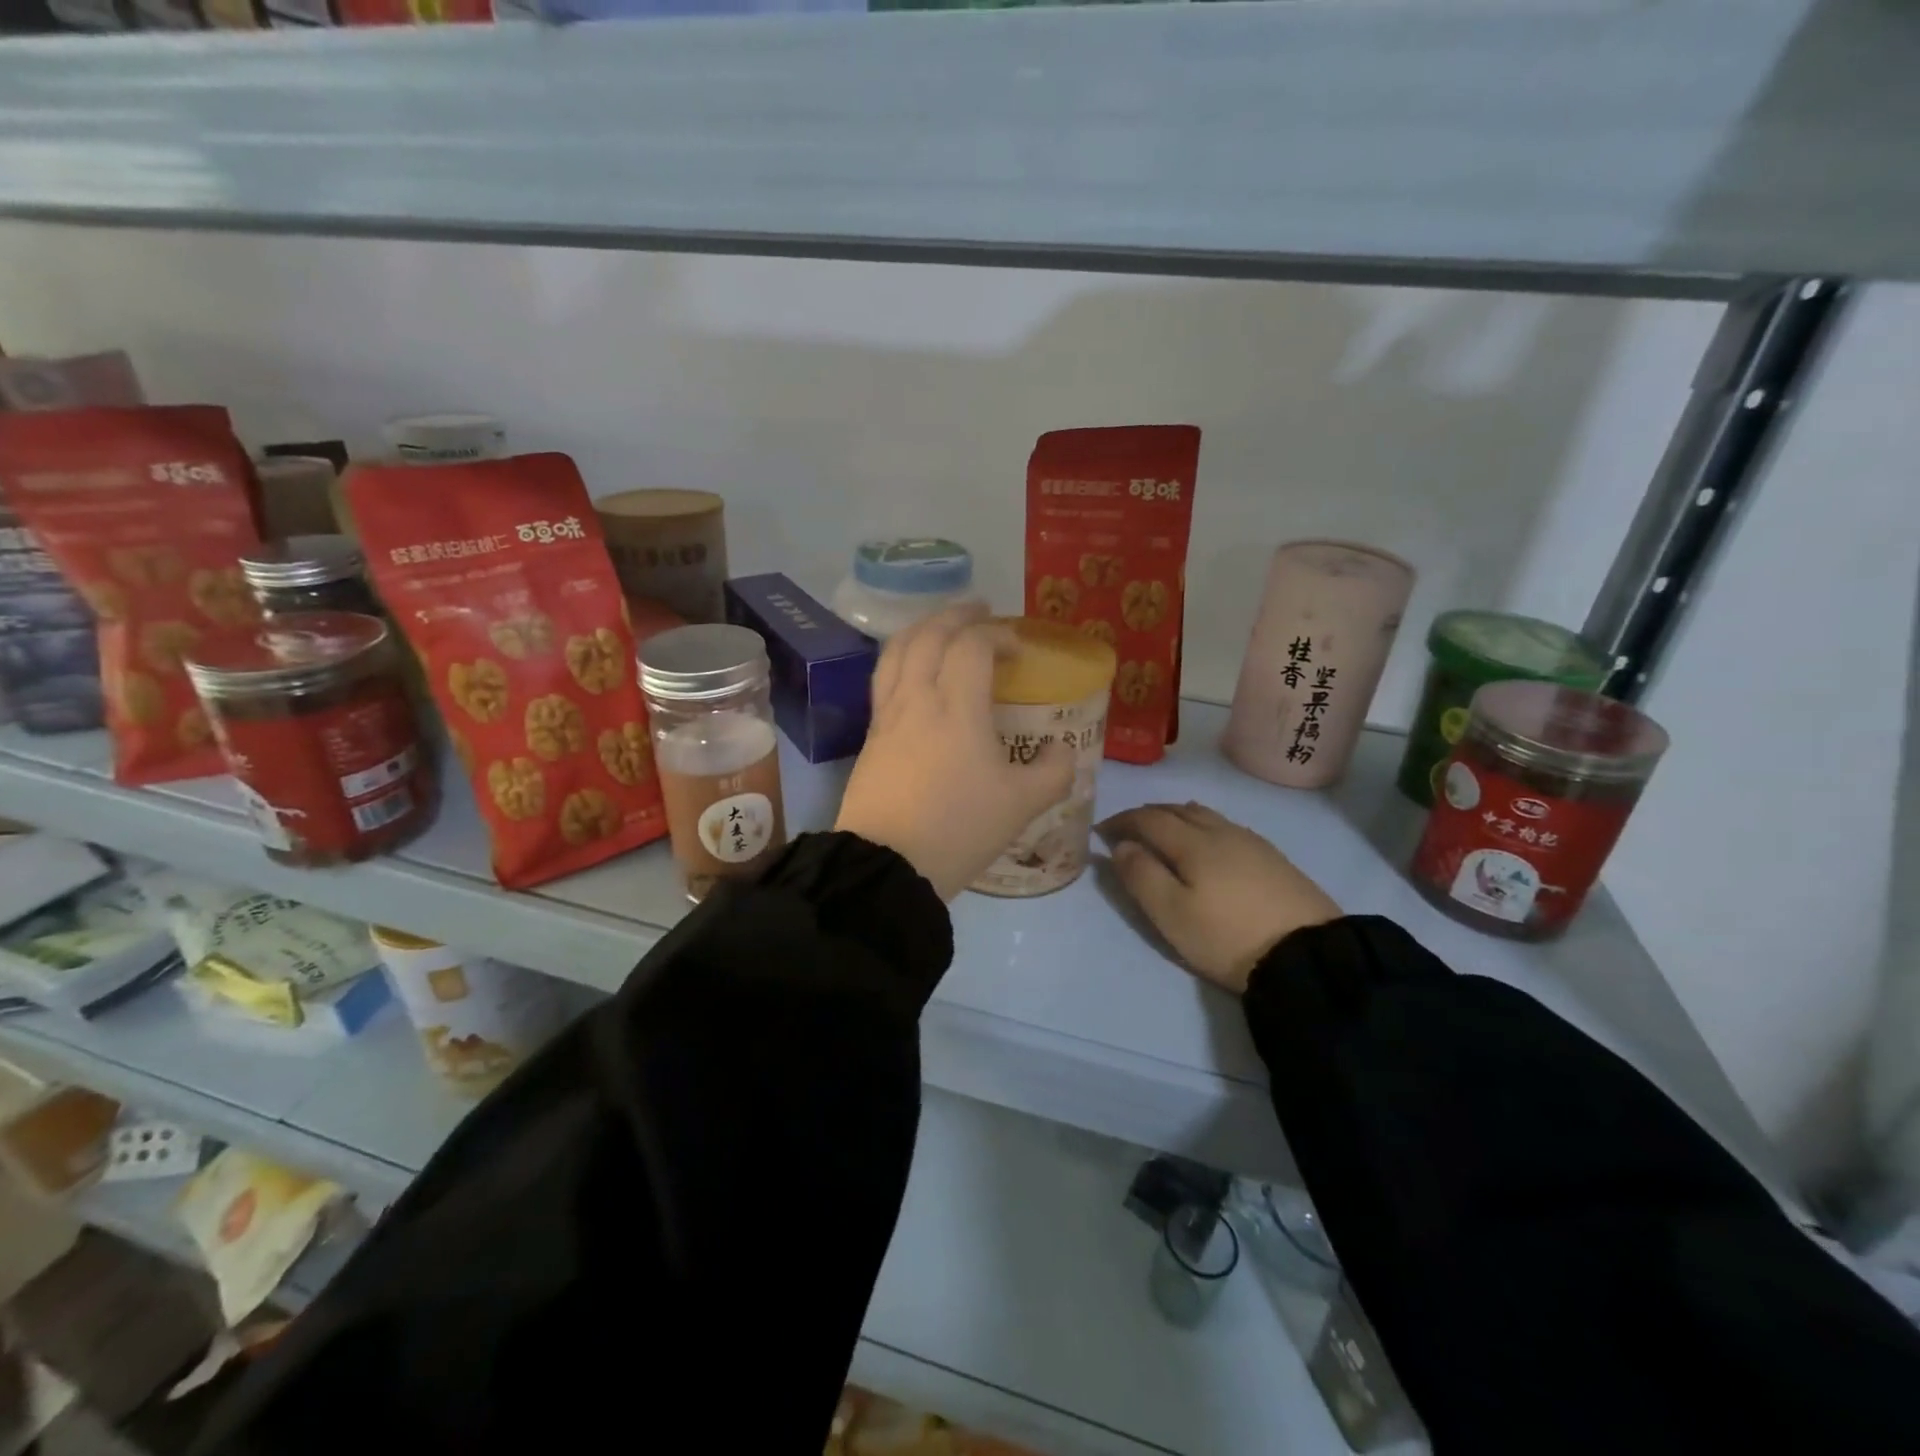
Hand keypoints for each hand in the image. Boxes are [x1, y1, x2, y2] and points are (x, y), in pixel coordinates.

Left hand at [836, 604, 1073, 901]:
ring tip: (941, 628)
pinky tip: (914, 673)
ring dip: (922, 629)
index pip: (972, 645)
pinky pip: (884, 679)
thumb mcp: (1022, 805)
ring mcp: (886, 716)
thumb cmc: (959, 829)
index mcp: (956, 707)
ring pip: (897, 651)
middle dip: (956, 615)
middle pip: (929, 635)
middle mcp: (916, 699)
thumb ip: (1054, 771)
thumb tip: (1062, 749)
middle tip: (979, 610)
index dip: (998, 634)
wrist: (886, 867)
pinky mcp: (869, 737)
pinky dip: (903, 658)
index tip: (1018, 647)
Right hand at [1098, 802, 1340, 993]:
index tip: (1100, 831)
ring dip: (1176, 816)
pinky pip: (1226, 826)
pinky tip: (1207, 843)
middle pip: (1178, 809)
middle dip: (1147, 814)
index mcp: (1193, 842)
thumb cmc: (1228, 937)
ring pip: (1205, 814)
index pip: (1148, 818)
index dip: (1121, 821)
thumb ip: (1141, 876)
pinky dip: (1202, 825)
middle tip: (1127, 829)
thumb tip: (1121, 846)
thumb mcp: (1172, 914)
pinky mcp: (1273, 857)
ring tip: (1163, 831)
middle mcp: (1221, 831)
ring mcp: (1251, 842)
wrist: (1308, 955)